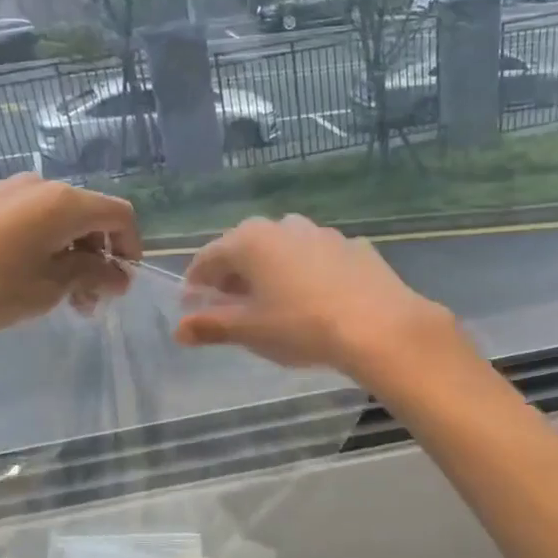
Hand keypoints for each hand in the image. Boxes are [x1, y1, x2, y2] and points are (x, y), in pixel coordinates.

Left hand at [0, 174, 140, 342]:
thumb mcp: (50, 288)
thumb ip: (92, 276)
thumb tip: (118, 275)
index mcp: (63, 202)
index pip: (119, 214)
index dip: (130, 247)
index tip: (121, 283)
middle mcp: (35, 185)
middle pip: (84, 214)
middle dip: (96, 254)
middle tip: (87, 298)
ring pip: (49, 215)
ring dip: (64, 249)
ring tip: (52, 289)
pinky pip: (17, 216)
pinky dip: (31, 240)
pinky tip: (11, 271)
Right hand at [175, 215, 460, 383]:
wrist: (378, 325)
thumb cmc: (301, 326)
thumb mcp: (250, 330)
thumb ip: (211, 326)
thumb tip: (179, 329)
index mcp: (250, 241)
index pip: (208, 257)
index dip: (196, 282)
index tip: (193, 306)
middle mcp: (283, 226)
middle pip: (246, 248)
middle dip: (233, 275)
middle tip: (231, 305)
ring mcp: (322, 233)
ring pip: (284, 248)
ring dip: (271, 270)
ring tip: (274, 301)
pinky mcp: (354, 247)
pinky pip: (318, 258)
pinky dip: (307, 272)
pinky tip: (316, 298)